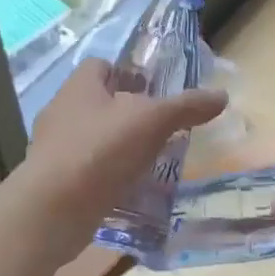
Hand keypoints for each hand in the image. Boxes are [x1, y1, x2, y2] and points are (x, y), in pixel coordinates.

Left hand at [19, 58, 227, 259]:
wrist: (53, 210)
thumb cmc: (101, 150)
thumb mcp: (152, 121)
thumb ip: (186, 107)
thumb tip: (222, 95)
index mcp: (79, 87)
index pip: (102, 65)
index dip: (127, 73)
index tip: (153, 90)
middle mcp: (62, 111)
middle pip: (98, 102)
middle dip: (127, 112)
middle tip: (159, 127)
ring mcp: (54, 148)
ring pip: (92, 137)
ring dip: (118, 146)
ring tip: (150, 159)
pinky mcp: (54, 181)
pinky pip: (86, 169)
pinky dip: (107, 175)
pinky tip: (130, 188)